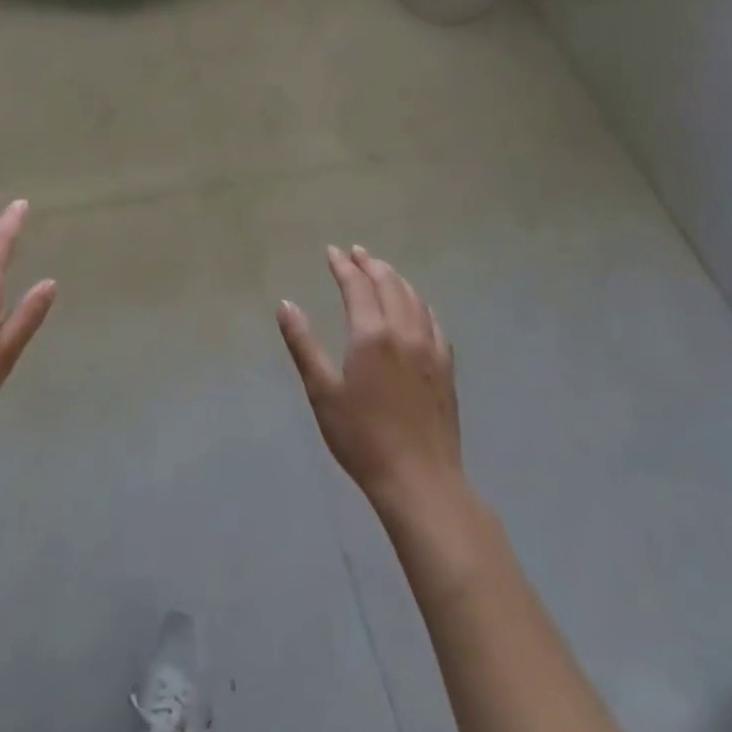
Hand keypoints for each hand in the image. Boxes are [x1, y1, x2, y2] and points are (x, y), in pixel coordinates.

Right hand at [277, 246, 466, 517]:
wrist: (420, 480)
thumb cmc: (362, 437)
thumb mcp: (322, 391)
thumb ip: (303, 343)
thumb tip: (285, 304)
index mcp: (372, 334)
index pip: (357, 286)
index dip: (343, 266)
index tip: (332, 252)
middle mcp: (405, 332)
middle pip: (390, 284)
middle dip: (371, 265)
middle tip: (356, 253)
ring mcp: (431, 349)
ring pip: (415, 299)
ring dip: (396, 279)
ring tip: (382, 270)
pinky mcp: (446, 367)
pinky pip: (433, 321)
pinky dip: (419, 303)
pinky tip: (415, 308)